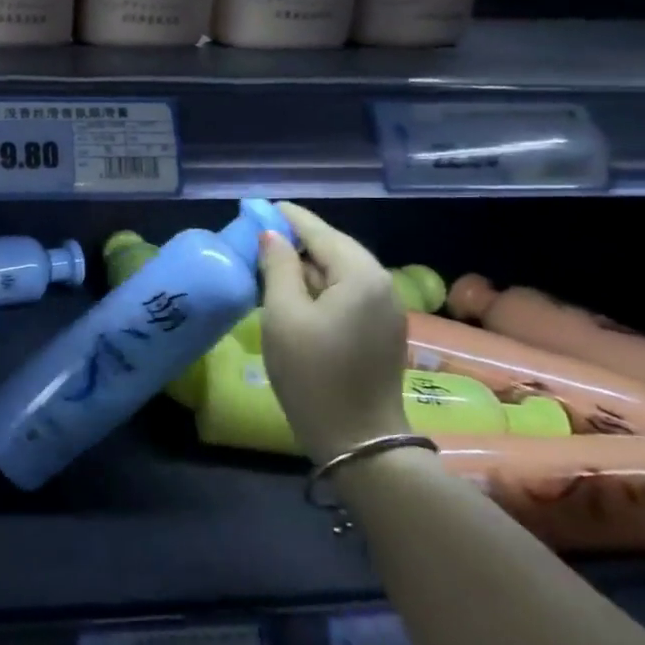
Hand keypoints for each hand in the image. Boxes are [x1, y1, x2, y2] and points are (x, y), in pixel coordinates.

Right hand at [258, 203, 407, 463]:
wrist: (357, 439)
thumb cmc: (313, 373)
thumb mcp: (283, 315)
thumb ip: (278, 267)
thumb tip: (271, 235)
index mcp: (360, 276)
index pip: (320, 232)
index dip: (289, 217)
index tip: (261, 205)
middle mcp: (381, 285)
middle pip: (335, 249)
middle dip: (299, 239)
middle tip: (260, 233)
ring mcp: (385, 310)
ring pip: (341, 272)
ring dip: (307, 264)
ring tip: (271, 261)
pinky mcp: (380, 331)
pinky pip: (347, 293)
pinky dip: (320, 286)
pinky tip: (295, 292)